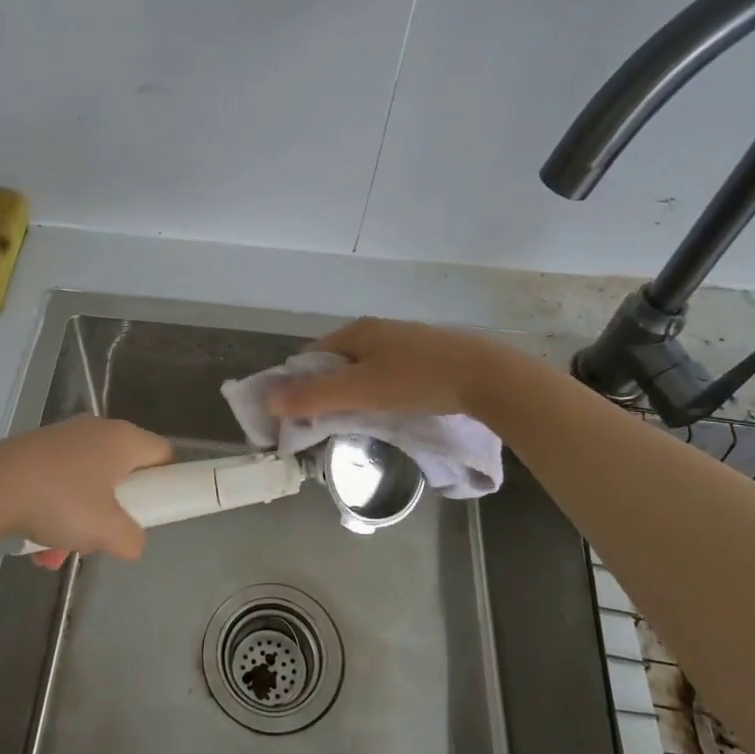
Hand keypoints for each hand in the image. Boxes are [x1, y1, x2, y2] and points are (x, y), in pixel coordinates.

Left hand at [0, 414, 171, 569]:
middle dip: (114, 510)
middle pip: (122, 472)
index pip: (163, 454)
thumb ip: (132, 539)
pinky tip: (35, 544)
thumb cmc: (61, 502)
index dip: (167, 482)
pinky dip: (53, 512)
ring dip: (78, 520)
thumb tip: (132, 542)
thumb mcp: (107, 531)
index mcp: (123, 439)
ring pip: (86, 483)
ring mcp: (62, 438)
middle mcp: (96, 430)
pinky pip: (57, 483)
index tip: (155, 510)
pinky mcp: (33, 450)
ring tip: (58, 551)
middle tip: (104, 534)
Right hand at [266, 317, 517, 422]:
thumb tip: (268, 401)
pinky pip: (387, 373)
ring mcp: (402, 342)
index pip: (310, 357)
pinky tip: (390, 410)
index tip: (298, 416)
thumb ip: (314, 396)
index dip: (298, 385)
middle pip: (336, 363)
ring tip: (359, 421)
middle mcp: (376, 330)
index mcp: (355, 331)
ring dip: (353, 393)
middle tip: (327, 423)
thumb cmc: (417, 380)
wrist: (486, 376)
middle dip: (326, 391)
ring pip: (363, 369)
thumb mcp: (360, 391)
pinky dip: (378, 391)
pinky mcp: (425, 356)